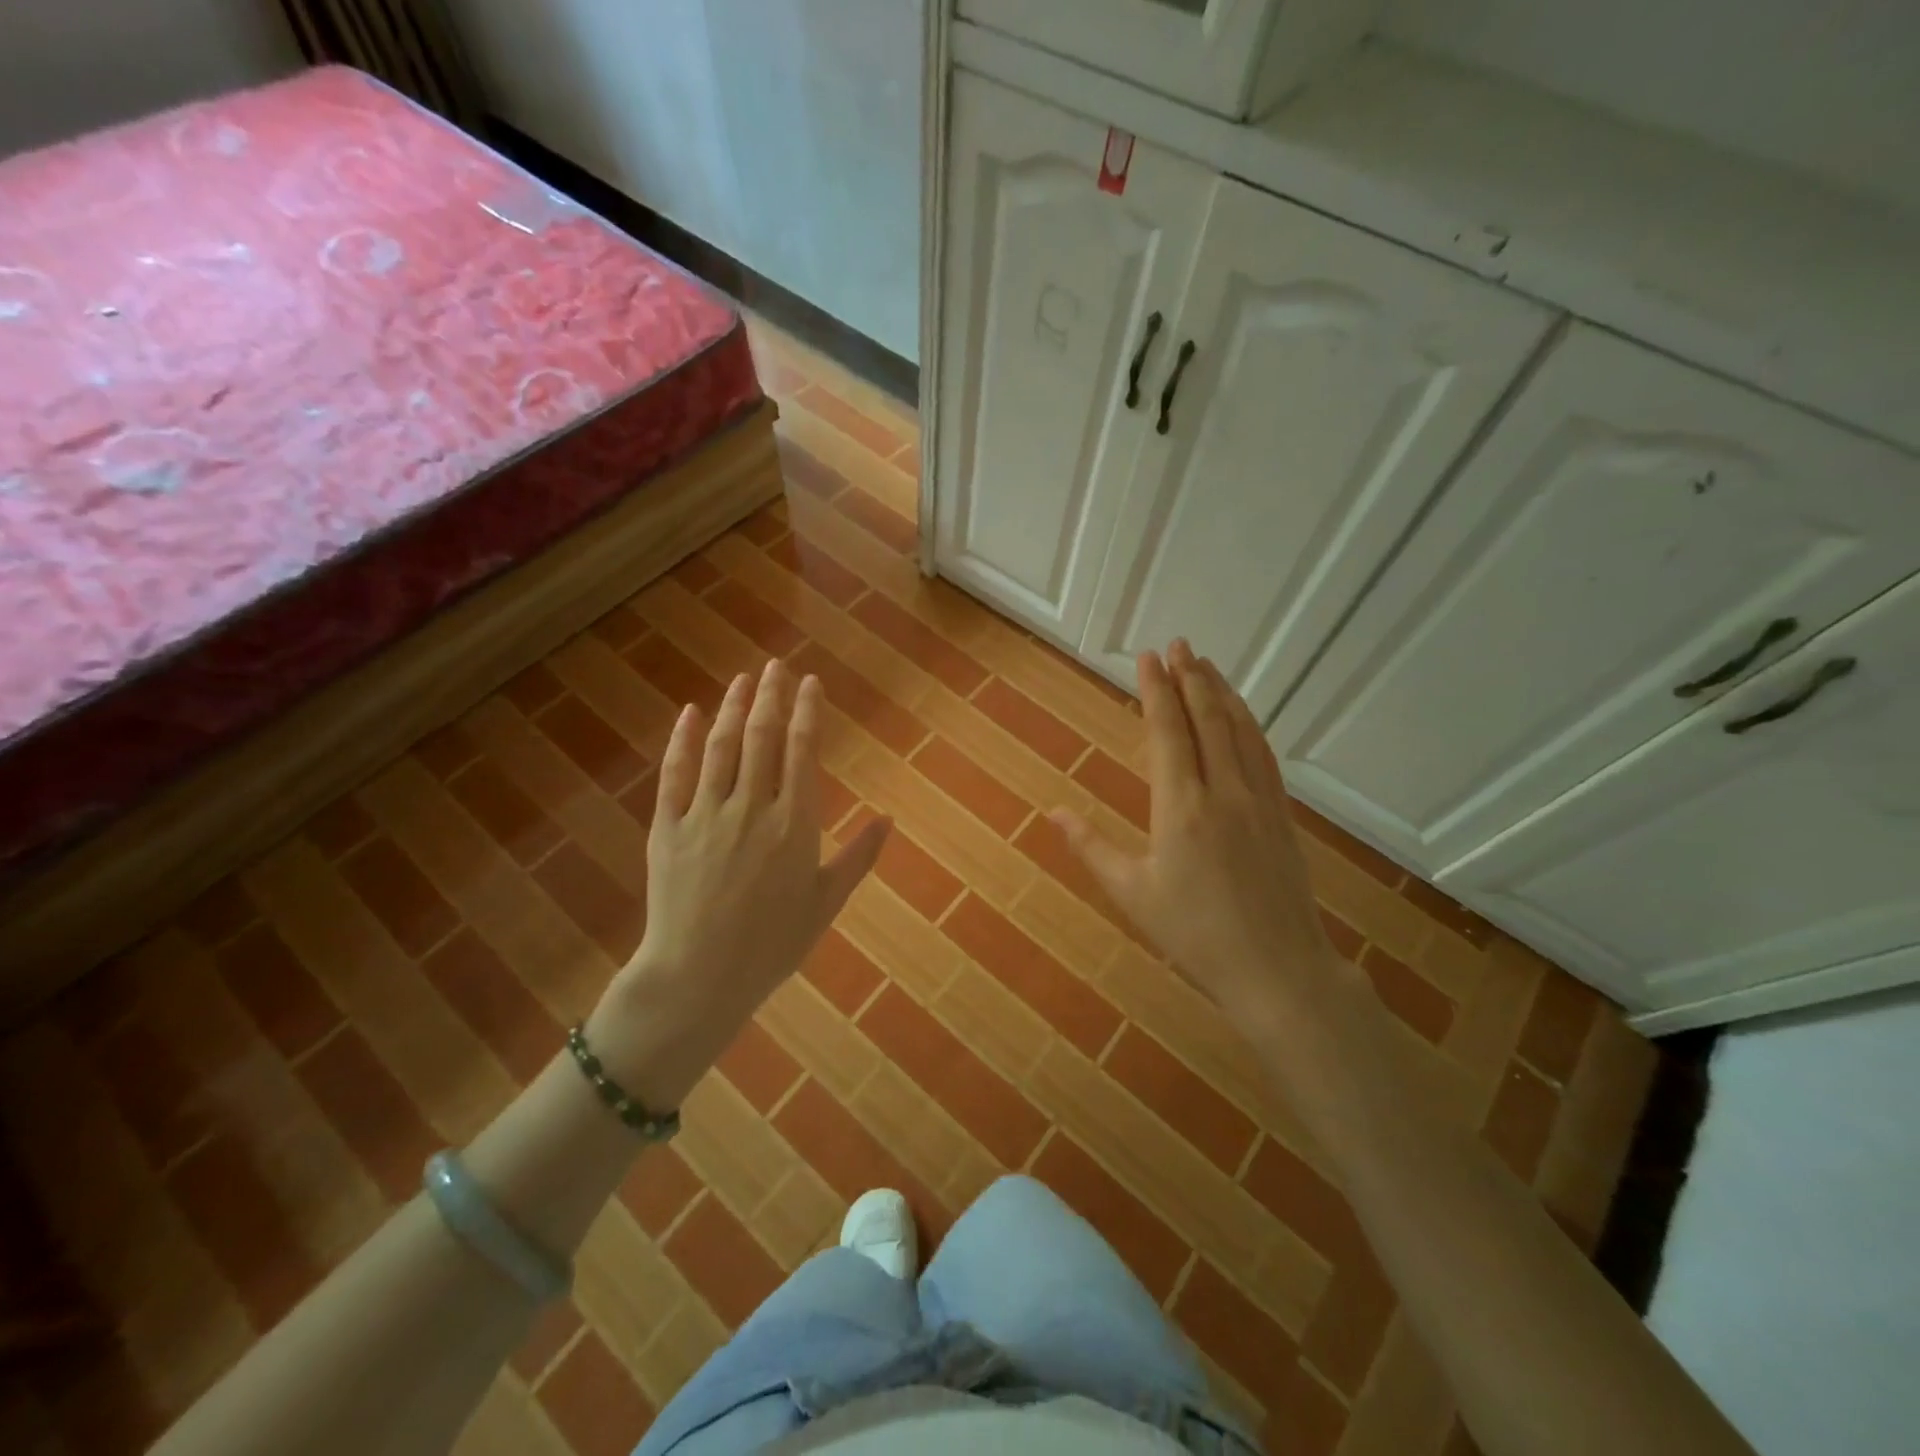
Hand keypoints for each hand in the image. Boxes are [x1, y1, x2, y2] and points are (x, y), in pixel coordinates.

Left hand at [589, 660, 888, 1108]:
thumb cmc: (771, 945)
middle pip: (763, 737)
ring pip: (722, 746)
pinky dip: (684, 739)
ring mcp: (706, 814)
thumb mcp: (825, 903)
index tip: (810, 683)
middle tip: (777, 666)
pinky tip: (692, 713)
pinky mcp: (667, 826)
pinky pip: (676, 773)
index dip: (807, 712)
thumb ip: (858, 857)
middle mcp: (751, 808)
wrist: (698, 978)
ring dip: (735, 708)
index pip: (802, 751)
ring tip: (745, 679)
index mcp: (795, 825)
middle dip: (772, 696)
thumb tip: (888, 817)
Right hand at [1052, 640, 1337, 1019]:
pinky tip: (1241, 716)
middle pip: (1207, 720)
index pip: (1168, 733)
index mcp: (1182, 809)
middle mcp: (1224, 792)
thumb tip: (1054, 811)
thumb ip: (1091, 847)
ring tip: (1206, 664)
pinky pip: (1263, 754)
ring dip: (1221, 693)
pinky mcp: (1282, 815)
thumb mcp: (1132, 894)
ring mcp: (1260, 801)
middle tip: (1177, 644)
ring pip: (1240, 731)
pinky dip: (1248, 724)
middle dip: (1190, 678)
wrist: (1279, 971)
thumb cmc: (1195, 936)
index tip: (1147, 658)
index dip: (1156, 691)